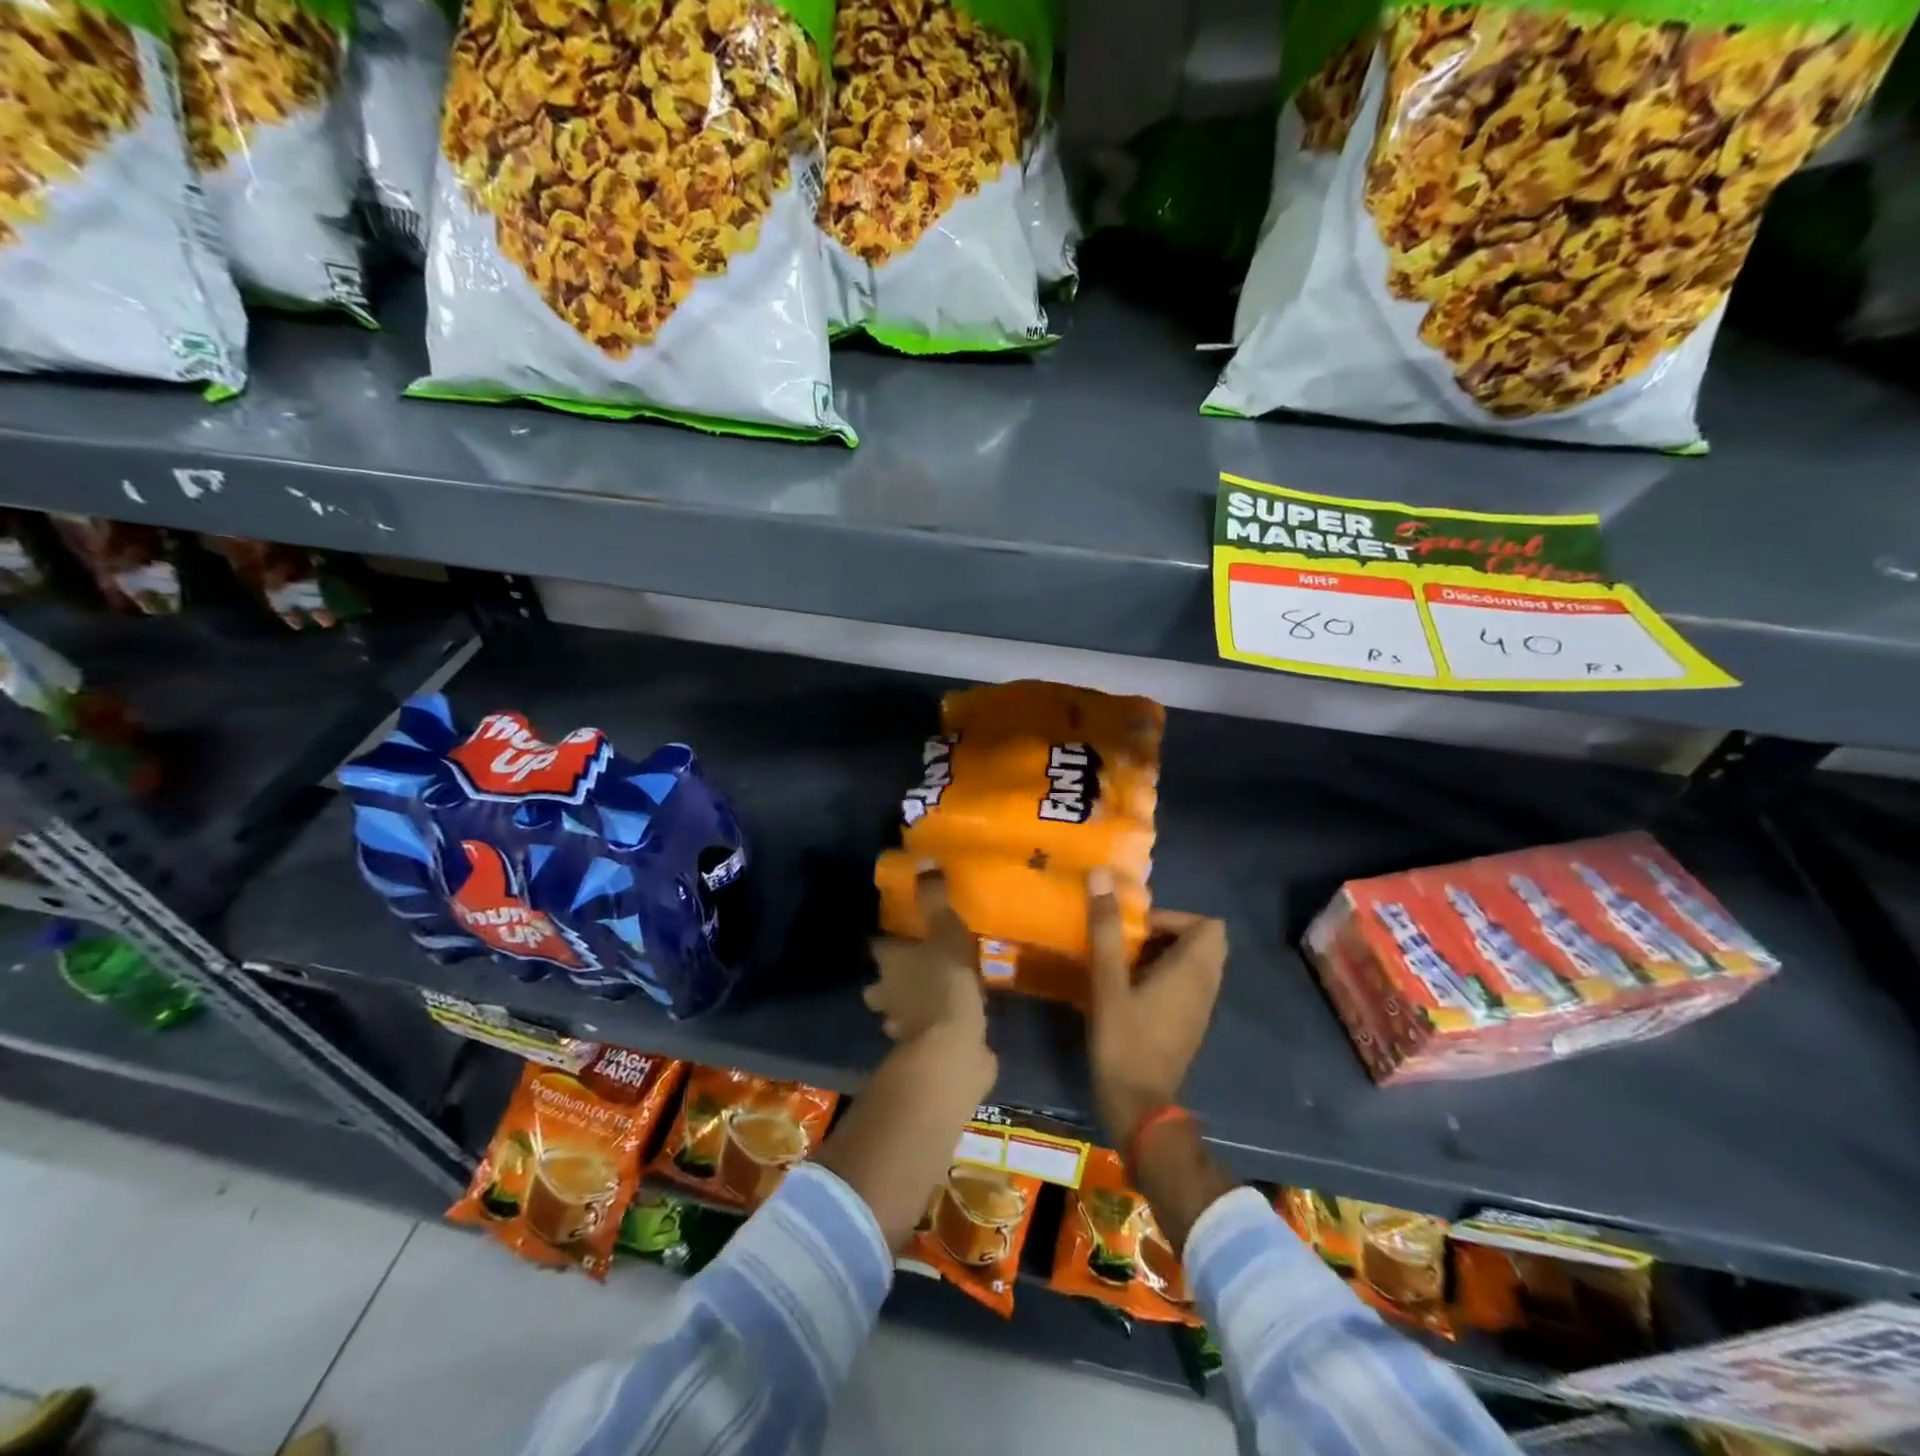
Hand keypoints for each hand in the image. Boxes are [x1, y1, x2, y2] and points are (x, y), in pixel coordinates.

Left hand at [865, 870, 987, 1045]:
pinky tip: (946, 1020)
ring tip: (927, 994)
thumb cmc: (945, 982)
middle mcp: (887, 993)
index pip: (877, 945)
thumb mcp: (945, 931)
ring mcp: (901, 1025)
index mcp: (889, 963)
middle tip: (909, 967)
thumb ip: (934, 899)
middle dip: (887, 978)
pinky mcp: (920, 1049)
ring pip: (895, 1010)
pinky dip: (929, 1026)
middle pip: (879, 983)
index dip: (884, 940)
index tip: (895, 932)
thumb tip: (924, 861)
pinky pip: (921, 1032)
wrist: (951, 1048)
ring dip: (905, 1004)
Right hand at [1085, 867, 1226, 1143]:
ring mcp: (1200, 1009)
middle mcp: (1206, 987)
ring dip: (1163, 955)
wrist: (1139, 1108)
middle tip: (1129, 942)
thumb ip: (1105, 929)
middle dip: (1166, 934)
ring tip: (1124, 963)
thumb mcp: (1108, 982)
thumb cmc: (1124, 1041)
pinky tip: (1130, 990)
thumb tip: (1100, 875)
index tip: (1136, 929)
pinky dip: (1165, 977)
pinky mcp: (1189, 1026)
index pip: (1208, 925)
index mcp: (1193, 971)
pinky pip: (1187, 986)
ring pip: (1195, 965)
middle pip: (1204, 942)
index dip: (1174, 918)